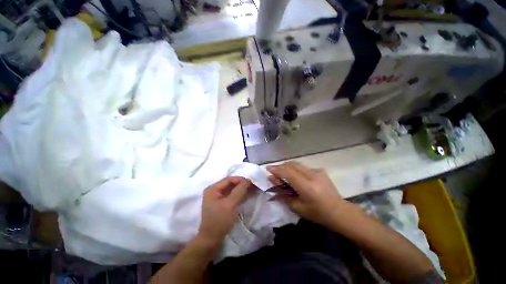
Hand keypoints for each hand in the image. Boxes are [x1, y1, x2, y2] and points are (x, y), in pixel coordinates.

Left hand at [198, 177, 251, 244]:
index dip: (240, 179)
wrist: (211, 240)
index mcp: (213, 189)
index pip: (229, 179)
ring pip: (232, 190)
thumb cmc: (220, 221)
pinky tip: (247, 195)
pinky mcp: (222, 204)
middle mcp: (214, 191)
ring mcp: (217, 198)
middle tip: (253, 185)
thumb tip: (248, 180)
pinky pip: (232, 196)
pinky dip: (239, 195)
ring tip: (252, 189)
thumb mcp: (230, 204)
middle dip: (242, 184)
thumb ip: (239, 191)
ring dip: (241, 189)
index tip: (251, 182)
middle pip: (230, 184)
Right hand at [267, 161, 345, 227]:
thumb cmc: (318, 214)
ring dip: (287, 167)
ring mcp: (317, 171)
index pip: (288, 173)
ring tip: (283, 175)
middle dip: (280, 167)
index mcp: (307, 187)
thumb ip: (283, 194)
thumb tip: (273, 183)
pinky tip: (296, 178)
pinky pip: (303, 167)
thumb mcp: (297, 208)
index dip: (276, 169)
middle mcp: (312, 175)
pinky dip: (295, 170)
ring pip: (297, 164)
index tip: (267, 168)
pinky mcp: (320, 170)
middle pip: (291, 165)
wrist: (340, 212)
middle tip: (274, 173)